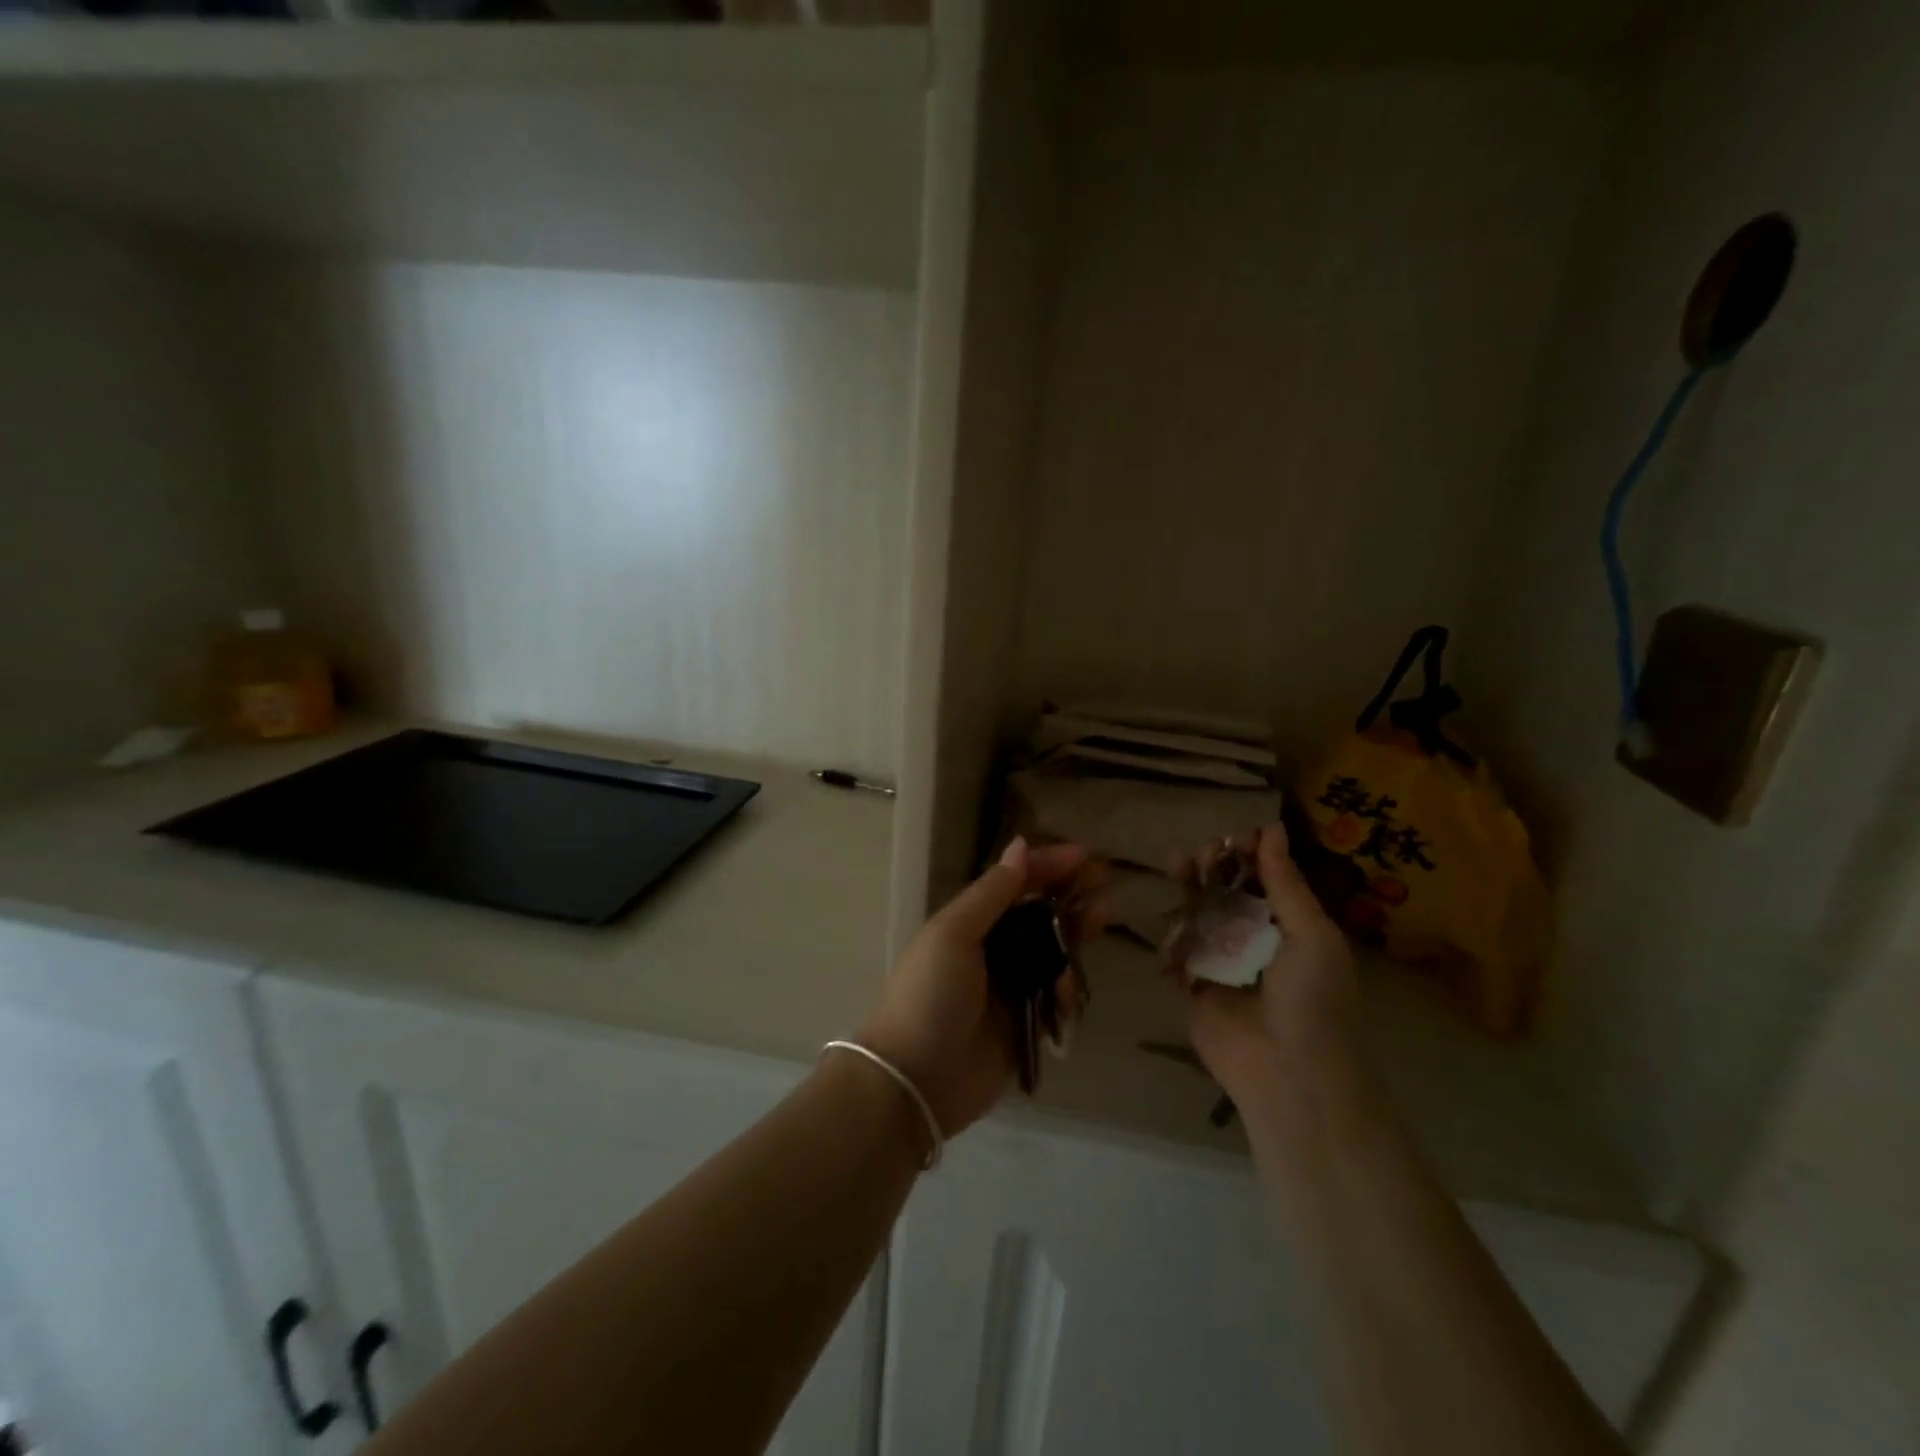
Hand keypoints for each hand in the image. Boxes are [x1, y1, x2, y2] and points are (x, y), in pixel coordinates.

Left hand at [859, 836, 1103, 1136]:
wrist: (916, 1080)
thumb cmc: (930, 995)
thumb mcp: (954, 934)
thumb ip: (991, 893)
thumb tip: (1020, 845)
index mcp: (970, 922)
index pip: (1015, 882)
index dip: (1048, 865)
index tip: (1086, 855)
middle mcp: (992, 948)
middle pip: (1039, 912)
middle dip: (1071, 893)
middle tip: (1105, 881)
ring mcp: (1010, 986)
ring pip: (1053, 949)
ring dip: (1076, 932)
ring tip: (1102, 917)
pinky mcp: (1026, 1022)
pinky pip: (1056, 994)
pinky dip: (1067, 986)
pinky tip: (1069, 988)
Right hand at [1183, 824, 1360, 1105]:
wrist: (1288, 1071)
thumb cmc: (1312, 998)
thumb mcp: (1311, 933)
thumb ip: (1285, 882)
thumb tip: (1272, 827)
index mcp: (1287, 924)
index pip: (1262, 876)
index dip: (1247, 853)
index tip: (1233, 838)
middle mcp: (1250, 937)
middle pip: (1223, 889)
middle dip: (1212, 866)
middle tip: (1203, 854)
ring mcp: (1218, 960)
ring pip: (1195, 913)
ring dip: (1187, 889)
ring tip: (1179, 869)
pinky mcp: (1190, 983)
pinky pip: (1175, 951)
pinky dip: (1170, 937)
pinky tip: (1172, 927)